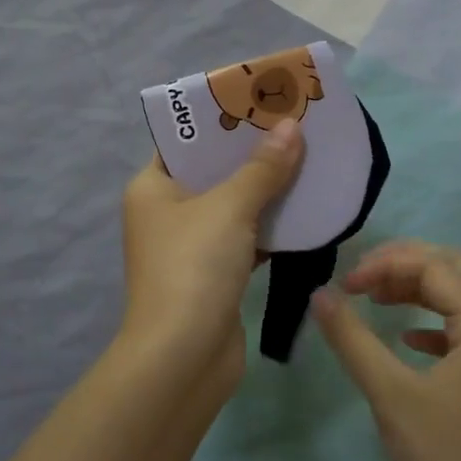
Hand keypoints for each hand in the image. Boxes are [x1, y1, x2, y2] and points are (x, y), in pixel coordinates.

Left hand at [120, 118, 304, 391]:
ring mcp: (191, 245)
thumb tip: (292, 127)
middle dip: (252, 150)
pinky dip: (271, 224)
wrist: (183, 360)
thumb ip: (263, 168)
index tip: (258, 99)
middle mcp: (167, 211)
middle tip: (293, 123)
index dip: (220, 118)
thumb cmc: (193, 268)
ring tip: (307, 155)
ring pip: (233, 203)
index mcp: (153, 187)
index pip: (185, 140)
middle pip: (213, 170)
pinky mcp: (215, 273)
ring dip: (267, 186)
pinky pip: (246, 235)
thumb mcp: (229, 208)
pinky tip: (306, 206)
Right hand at [313, 241, 460, 460]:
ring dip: (415, 290)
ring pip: (456, 301)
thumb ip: (353, 339)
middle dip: (406, 264)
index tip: (345, 286)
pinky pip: (456, 333)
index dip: (387, 265)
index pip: (435, 268)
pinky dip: (426, 323)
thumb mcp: (391, 395)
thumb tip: (319, 294)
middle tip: (363, 277)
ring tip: (373, 299)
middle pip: (454, 271)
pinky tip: (402, 339)